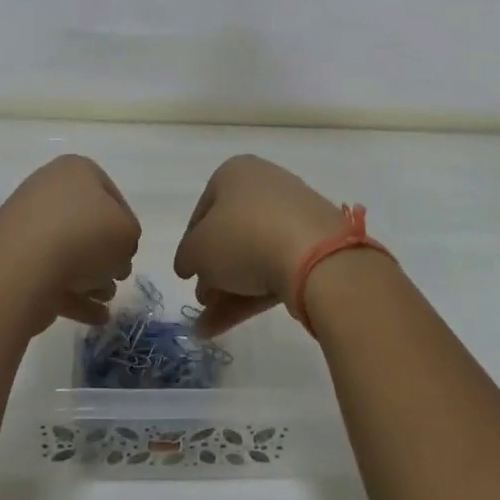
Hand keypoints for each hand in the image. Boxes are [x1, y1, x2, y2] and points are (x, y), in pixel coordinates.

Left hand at [0, 155, 140, 331]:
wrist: (22, 268)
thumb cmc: (84, 236)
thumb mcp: (128, 232)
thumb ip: (129, 238)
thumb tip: (113, 253)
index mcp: (75, 170)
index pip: (112, 196)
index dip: (126, 226)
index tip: (129, 251)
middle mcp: (47, 191)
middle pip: (88, 224)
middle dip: (106, 254)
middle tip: (118, 276)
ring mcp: (26, 226)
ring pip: (69, 252)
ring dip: (92, 276)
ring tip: (104, 299)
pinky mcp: (13, 260)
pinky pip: (51, 275)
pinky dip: (73, 295)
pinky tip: (95, 316)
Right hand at [174, 155, 347, 336]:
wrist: (314, 255)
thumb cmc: (242, 237)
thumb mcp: (196, 249)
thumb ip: (186, 257)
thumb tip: (189, 264)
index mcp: (235, 172)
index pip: (204, 209)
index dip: (191, 243)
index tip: (187, 271)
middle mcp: (265, 186)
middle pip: (230, 234)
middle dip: (212, 272)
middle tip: (202, 300)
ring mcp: (293, 216)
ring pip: (252, 254)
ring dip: (228, 289)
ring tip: (208, 327)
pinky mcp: (314, 246)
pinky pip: (276, 267)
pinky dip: (252, 294)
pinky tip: (228, 324)